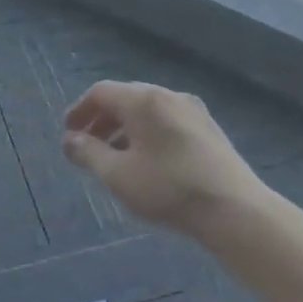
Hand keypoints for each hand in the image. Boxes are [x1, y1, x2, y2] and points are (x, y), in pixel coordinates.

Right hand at [61, 81, 266, 238]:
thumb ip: (89, 154)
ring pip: (147, 110)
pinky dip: (147, 133)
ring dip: (124, 128)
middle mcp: (167, 95)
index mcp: (143, 100)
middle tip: (88, 145)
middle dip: (102, 120)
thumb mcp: (118, 175)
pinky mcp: (208, 128)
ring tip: (115, 157)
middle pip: (125, 98)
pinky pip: (166, 120)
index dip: (80, 110)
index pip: (101, 92)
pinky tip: (147, 161)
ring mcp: (192, 110)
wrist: (234, 209)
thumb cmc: (169, 189)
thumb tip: (70, 140)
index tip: (69, 134)